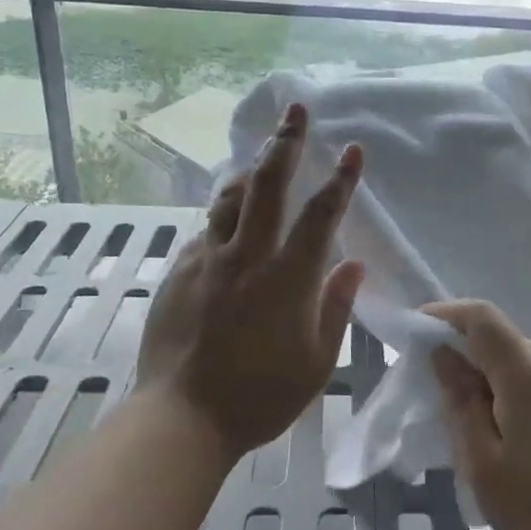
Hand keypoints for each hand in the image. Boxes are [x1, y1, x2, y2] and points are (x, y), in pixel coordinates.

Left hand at [138, 102, 365, 463]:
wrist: (183, 418)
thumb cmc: (261, 396)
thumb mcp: (317, 361)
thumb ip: (335, 307)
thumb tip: (352, 265)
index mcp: (287, 278)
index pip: (320, 215)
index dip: (340, 179)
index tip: (353, 149)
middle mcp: (246, 257)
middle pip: (267, 186)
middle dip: (285, 143)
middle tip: (295, 111)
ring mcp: (207, 261)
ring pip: (228, 199)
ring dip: (248, 171)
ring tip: (258, 155)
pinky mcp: (178, 273)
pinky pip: (204, 232)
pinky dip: (221, 218)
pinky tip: (226, 223)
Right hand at [427, 300, 530, 529]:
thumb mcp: (482, 464)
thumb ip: (460, 400)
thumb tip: (443, 354)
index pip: (483, 319)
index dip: (447, 315)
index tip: (420, 329)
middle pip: (507, 342)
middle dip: (473, 355)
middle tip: (448, 392)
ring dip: (503, 377)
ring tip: (488, 422)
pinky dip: (530, 390)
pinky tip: (526, 432)